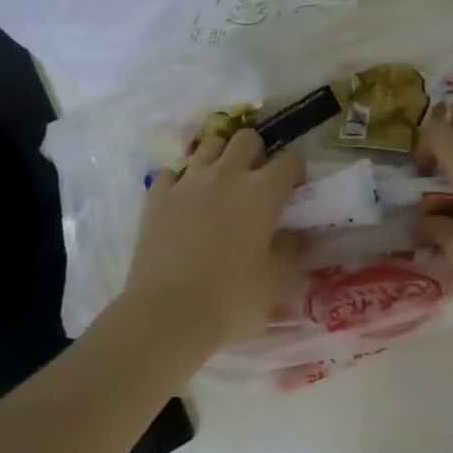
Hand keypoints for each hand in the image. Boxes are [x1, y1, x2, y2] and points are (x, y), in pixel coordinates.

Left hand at [122, 129, 304, 347]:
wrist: (168, 314)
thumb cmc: (233, 299)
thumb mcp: (277, 280)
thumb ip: (291, 250)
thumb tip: (292, 234)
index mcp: (263, 191)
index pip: (290, 160)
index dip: (295, 172)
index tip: (294, 190)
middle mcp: (227, 174)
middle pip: (246, 139)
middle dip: (256, 152)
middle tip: (256, 181)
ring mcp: (188, 181)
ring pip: (209, 145)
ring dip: (220, 158)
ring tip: (221, 185)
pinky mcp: (157, 196)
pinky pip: (172, 173)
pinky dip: (181, 182)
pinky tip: (184, 202)